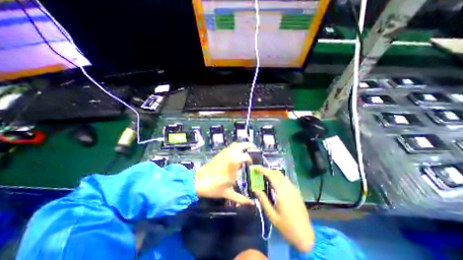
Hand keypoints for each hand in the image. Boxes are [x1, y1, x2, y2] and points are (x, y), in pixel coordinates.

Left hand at [194, 142, 253, 204]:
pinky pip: (229, 147)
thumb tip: (252, 204)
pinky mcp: (219, 153)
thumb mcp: (228, 193)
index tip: (251, 165)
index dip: (250, 160)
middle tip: (254, 148)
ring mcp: (224, 153)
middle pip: (241, 145)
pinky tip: (237, 153)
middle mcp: (229, 155)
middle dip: (248, 145)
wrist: (199, 181)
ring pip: (235, 144)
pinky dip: (235, 147)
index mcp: (233, 163)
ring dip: (242, 145)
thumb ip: (241, 198)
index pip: (245, 157)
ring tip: (246, 150)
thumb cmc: (214, 187)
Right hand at [253, 167, 314, 251]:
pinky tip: (274, 185)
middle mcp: (289, 188)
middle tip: (259, 174)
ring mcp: (294, 189)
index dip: (263, 170)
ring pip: (282, 176)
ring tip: (265, 178)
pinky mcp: (297, 192)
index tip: (256, 169)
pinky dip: (278, 179)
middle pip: (277, 173)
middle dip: (267, 171)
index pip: (272, 175)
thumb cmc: (286, 227)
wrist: (305, 236)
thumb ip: (263, 200)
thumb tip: (255, 189)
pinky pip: (286, 180)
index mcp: (282, 193)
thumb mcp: (272, 215)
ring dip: (273, 174)